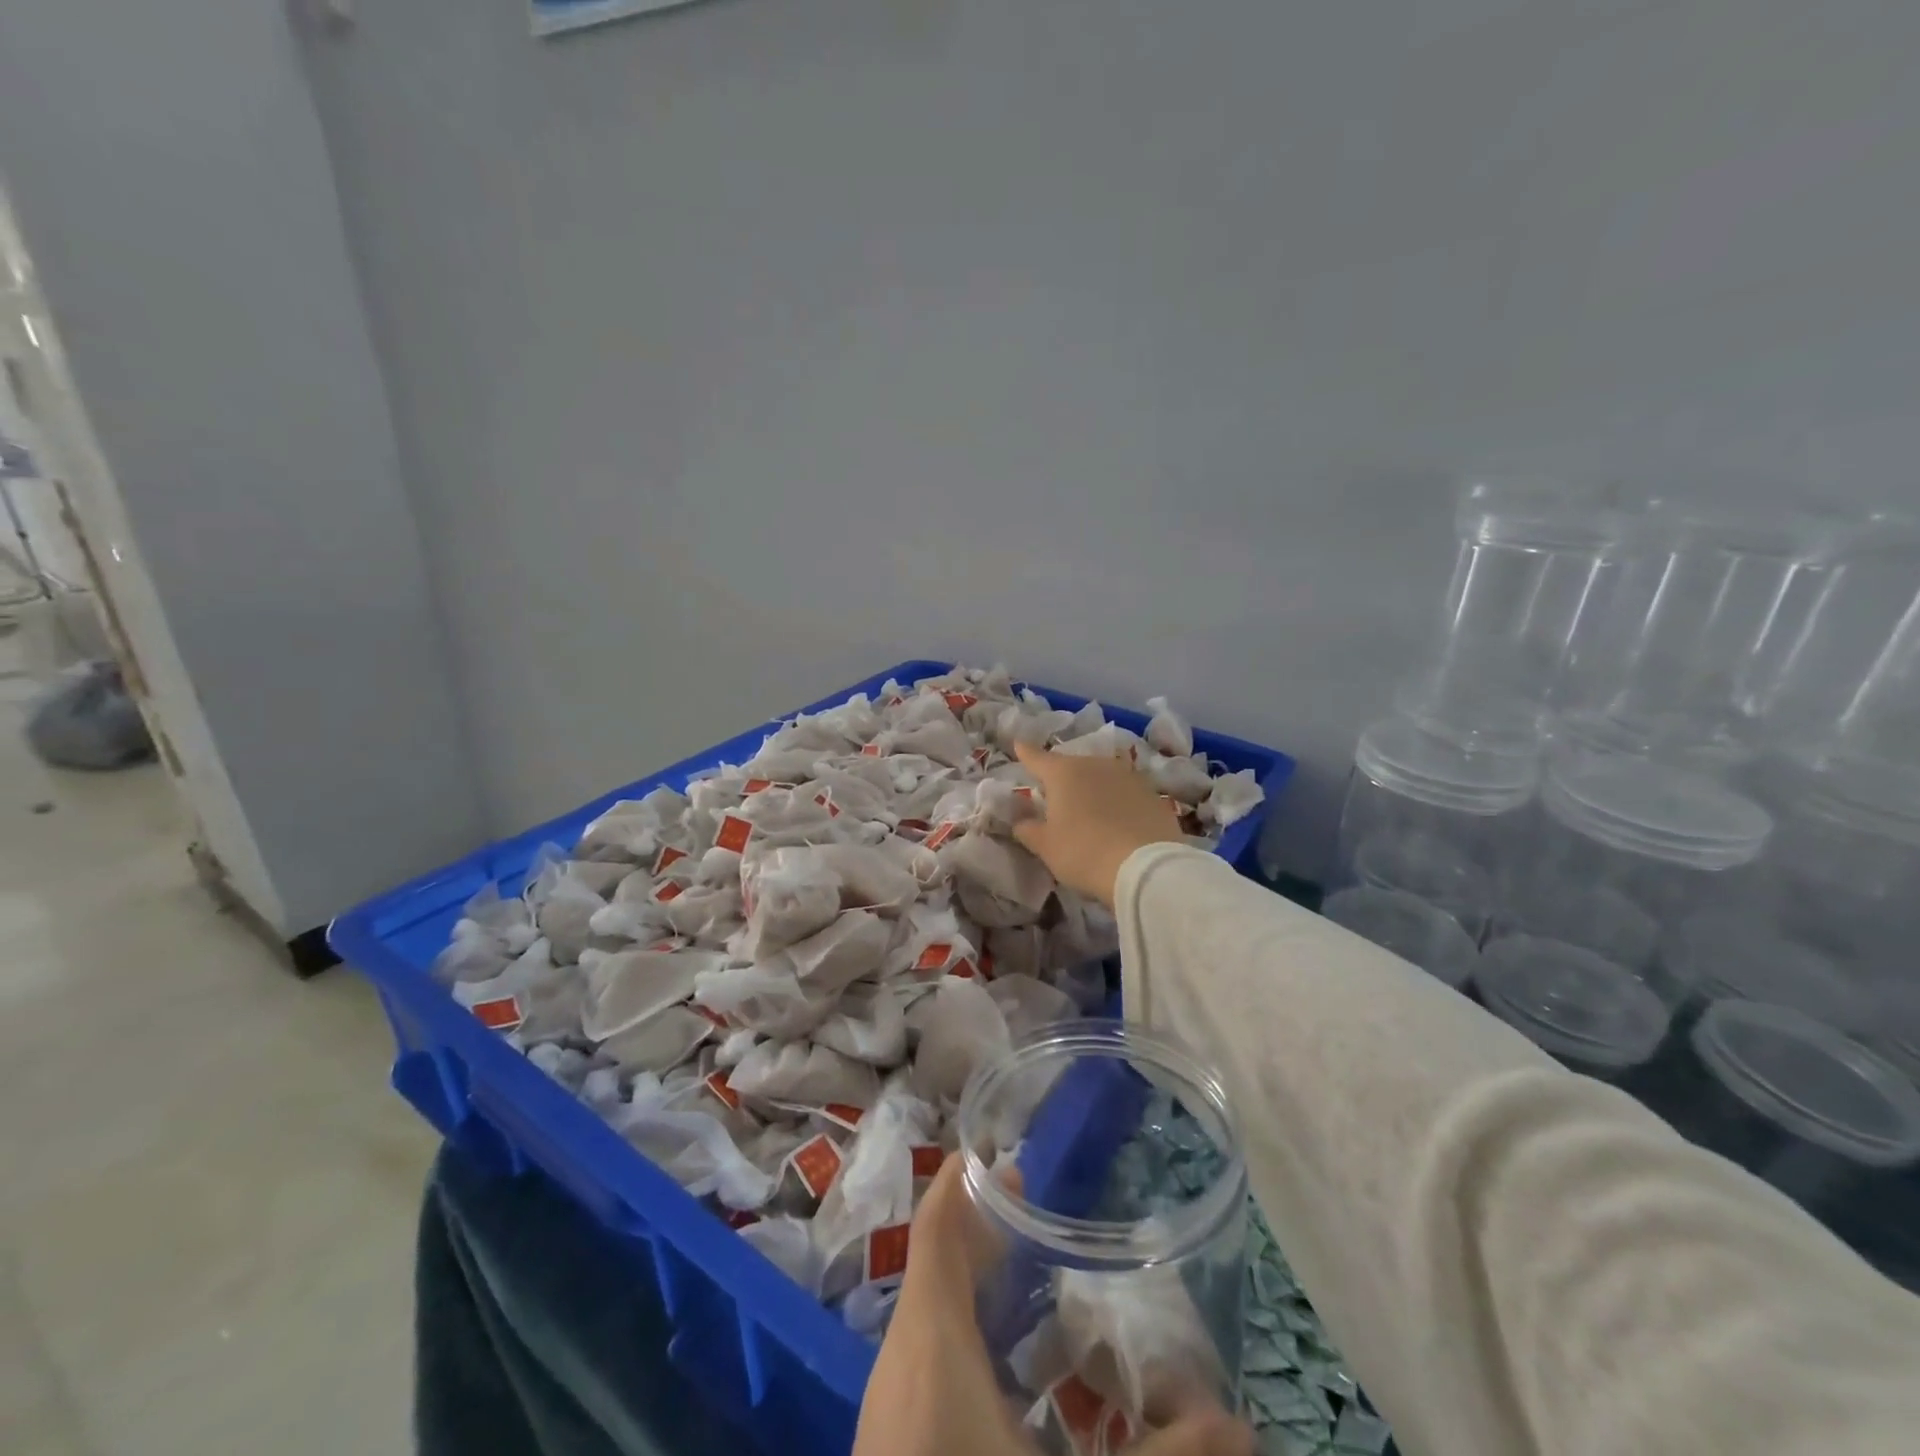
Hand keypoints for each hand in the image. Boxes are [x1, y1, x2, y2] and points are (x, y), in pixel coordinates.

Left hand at [854, 1159, 1251, 1455]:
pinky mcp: (892, 1439)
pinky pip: (923, 1356)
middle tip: (1034, 1214)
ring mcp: (888, 1405)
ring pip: (928, 1312)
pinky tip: (1007, 1371)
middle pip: (934, 1265)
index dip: (962, 1185)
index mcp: (931, 1345)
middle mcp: (899, 1360)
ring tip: (1025, 1279)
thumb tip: (1241, 1428)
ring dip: (972, 1285)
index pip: (934, 1232)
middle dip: (981, 1232)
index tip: (999, 1157)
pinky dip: (962, 1335)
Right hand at [1010, 742, 1187, 906]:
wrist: (1146, 867)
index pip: (1038, 758)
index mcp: (1063, 773)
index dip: (1026, 753)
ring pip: (1101, 776)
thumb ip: (1028, 829)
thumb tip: (1020, 820)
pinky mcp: (1152, 793)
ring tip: (1088, 808)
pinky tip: (1117, 820)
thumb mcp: (1045, 846)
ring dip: (1091, 787)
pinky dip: (1116, 801)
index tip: (1018, 744)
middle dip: (1062, 777)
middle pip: (1072, 766)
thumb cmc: (1084, 852)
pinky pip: (1124, 792)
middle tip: (1055, 796)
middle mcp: (1095, 764)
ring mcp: (1127, 776)